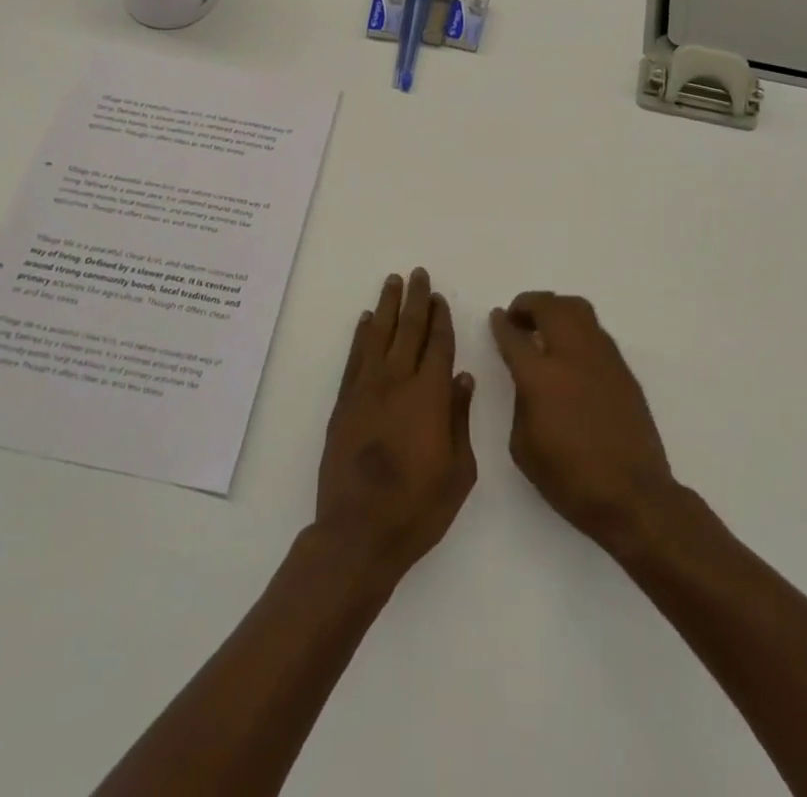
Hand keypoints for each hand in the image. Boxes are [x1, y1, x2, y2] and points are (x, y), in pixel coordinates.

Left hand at [316, 268, 476, 585]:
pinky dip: (361, 335)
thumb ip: (460, 419)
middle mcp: (397, 382)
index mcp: (430, 396)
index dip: (440, 319)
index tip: (440, 297)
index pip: (437, 345)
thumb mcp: (459, 471)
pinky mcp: (343, 403)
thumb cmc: (418, 508)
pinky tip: (366, 320)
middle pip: (408, 330)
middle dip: (415, 300)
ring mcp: (366, 390)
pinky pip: (354, 357)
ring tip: (392, 282)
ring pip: (379, 335)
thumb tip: (463, 378)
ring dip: (388, 306)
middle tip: (417, 274)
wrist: (358, 532)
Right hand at [490, 292, 677, 553]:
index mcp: (540, 377)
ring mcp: (602, 358)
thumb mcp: (523, 446)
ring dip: (556, 309)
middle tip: (518, 317)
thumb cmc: (569, 479)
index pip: (514, 335)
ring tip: (546, 326)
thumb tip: (528, 382)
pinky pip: (596, 332)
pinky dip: (578, 329)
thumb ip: (521, 402)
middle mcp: (571, 356)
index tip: (496, 317)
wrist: (633, 496)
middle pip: (549, 306)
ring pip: (578, 309)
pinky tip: (572, 351)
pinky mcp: (623, 369)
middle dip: (528, 304)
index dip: (501, 324)